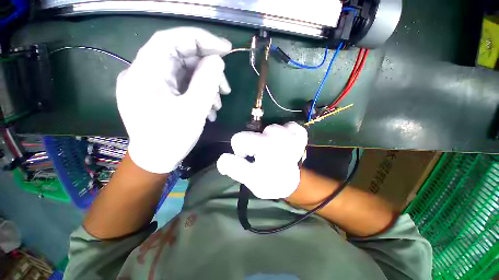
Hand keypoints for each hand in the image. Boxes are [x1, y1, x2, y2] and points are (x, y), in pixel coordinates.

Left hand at [117, 27, 231, 173]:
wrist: (156, 159)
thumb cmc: (172, 138)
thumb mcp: (193, 110)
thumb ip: (206, 82)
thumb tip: (217, 60)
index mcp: (145, 73)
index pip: (171, 39)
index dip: (200, 39)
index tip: (225, 49)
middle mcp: (144, 73)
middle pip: (180, 57)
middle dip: (208, 69)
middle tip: (226, 86)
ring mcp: (151, 83)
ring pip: (184, 72)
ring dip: (206, 85)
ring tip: (218, 104)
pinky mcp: (159, 93)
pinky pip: (182, 84)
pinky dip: (199, 92)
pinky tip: (209, 107)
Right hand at [217, 122, 307, 198]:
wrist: (290, 184)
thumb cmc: (269, 182)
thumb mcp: (249, 178)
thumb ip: (234, 167)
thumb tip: (222, 158)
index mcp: (265, 146)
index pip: (239, 138)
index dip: (239, 149)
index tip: (246, 158)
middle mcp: (279, 136)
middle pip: (255, 131)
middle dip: (253, 144)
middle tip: (260, 156)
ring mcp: (291, 134)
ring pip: (271, 127)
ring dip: (268, 138)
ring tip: (272, 150)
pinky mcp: (300, 135)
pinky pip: (291, 125)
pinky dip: (286, 131)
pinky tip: (285, 141)